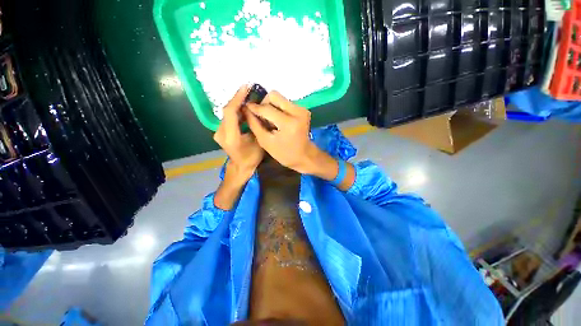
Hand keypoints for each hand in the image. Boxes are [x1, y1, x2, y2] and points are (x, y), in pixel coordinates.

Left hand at [214, 85, 263, 183]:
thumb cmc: (252, 157)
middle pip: (227, 111)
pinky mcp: (220, 131)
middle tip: (250, 91)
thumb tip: (255, 110)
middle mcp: (220, 133)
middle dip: (239, 100)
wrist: (241, 167)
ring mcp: (218, 132)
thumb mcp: (258, 141)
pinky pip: (228, 118)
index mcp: (230, 137)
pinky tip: (245, 109)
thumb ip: (255, 125)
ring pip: (228, 113)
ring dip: (238, 105)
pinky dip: (237, 112)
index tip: (246, 87)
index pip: (230, 112)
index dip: (237, 98)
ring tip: (249, 99)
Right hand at [243, 91, 329, 174]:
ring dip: (271, 106)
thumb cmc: (284, 154)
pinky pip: (285, 102)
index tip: (246, 108)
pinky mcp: (303, 109)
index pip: (267, 108)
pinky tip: (277, 120)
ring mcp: (302, 109)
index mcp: (289, 123)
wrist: (304, 156)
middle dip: (264, 104)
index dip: (254, 107)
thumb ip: (255, 124)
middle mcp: (298, 112)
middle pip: (274, 96)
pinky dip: (278, 109)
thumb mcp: (266, 142)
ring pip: (280, 98)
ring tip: (269, 120)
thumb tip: (246, 109)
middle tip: (260, 116)